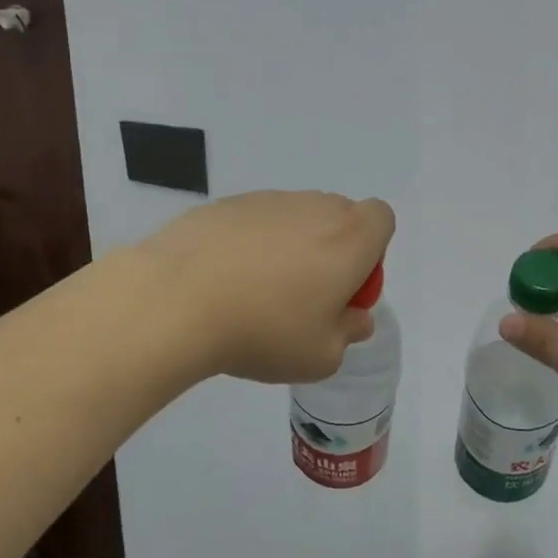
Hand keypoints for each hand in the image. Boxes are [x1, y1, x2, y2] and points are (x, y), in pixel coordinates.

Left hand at [141, 191, 395, 384]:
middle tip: (304, 298)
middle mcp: (313, 207)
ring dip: (289, 247)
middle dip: (331, 250)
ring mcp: (266, 200)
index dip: (371, 253)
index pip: (381, 219)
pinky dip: (248, 244)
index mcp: (350, 237)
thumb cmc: (264, 330)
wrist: (176, 300)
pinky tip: (221, 281)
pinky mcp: (224, 204)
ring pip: (294, 218)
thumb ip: (348, 333)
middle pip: (338, 217)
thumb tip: (354, 318)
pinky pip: (252, 222)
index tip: (344, 290)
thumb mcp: (321, 356)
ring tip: (254, 293)